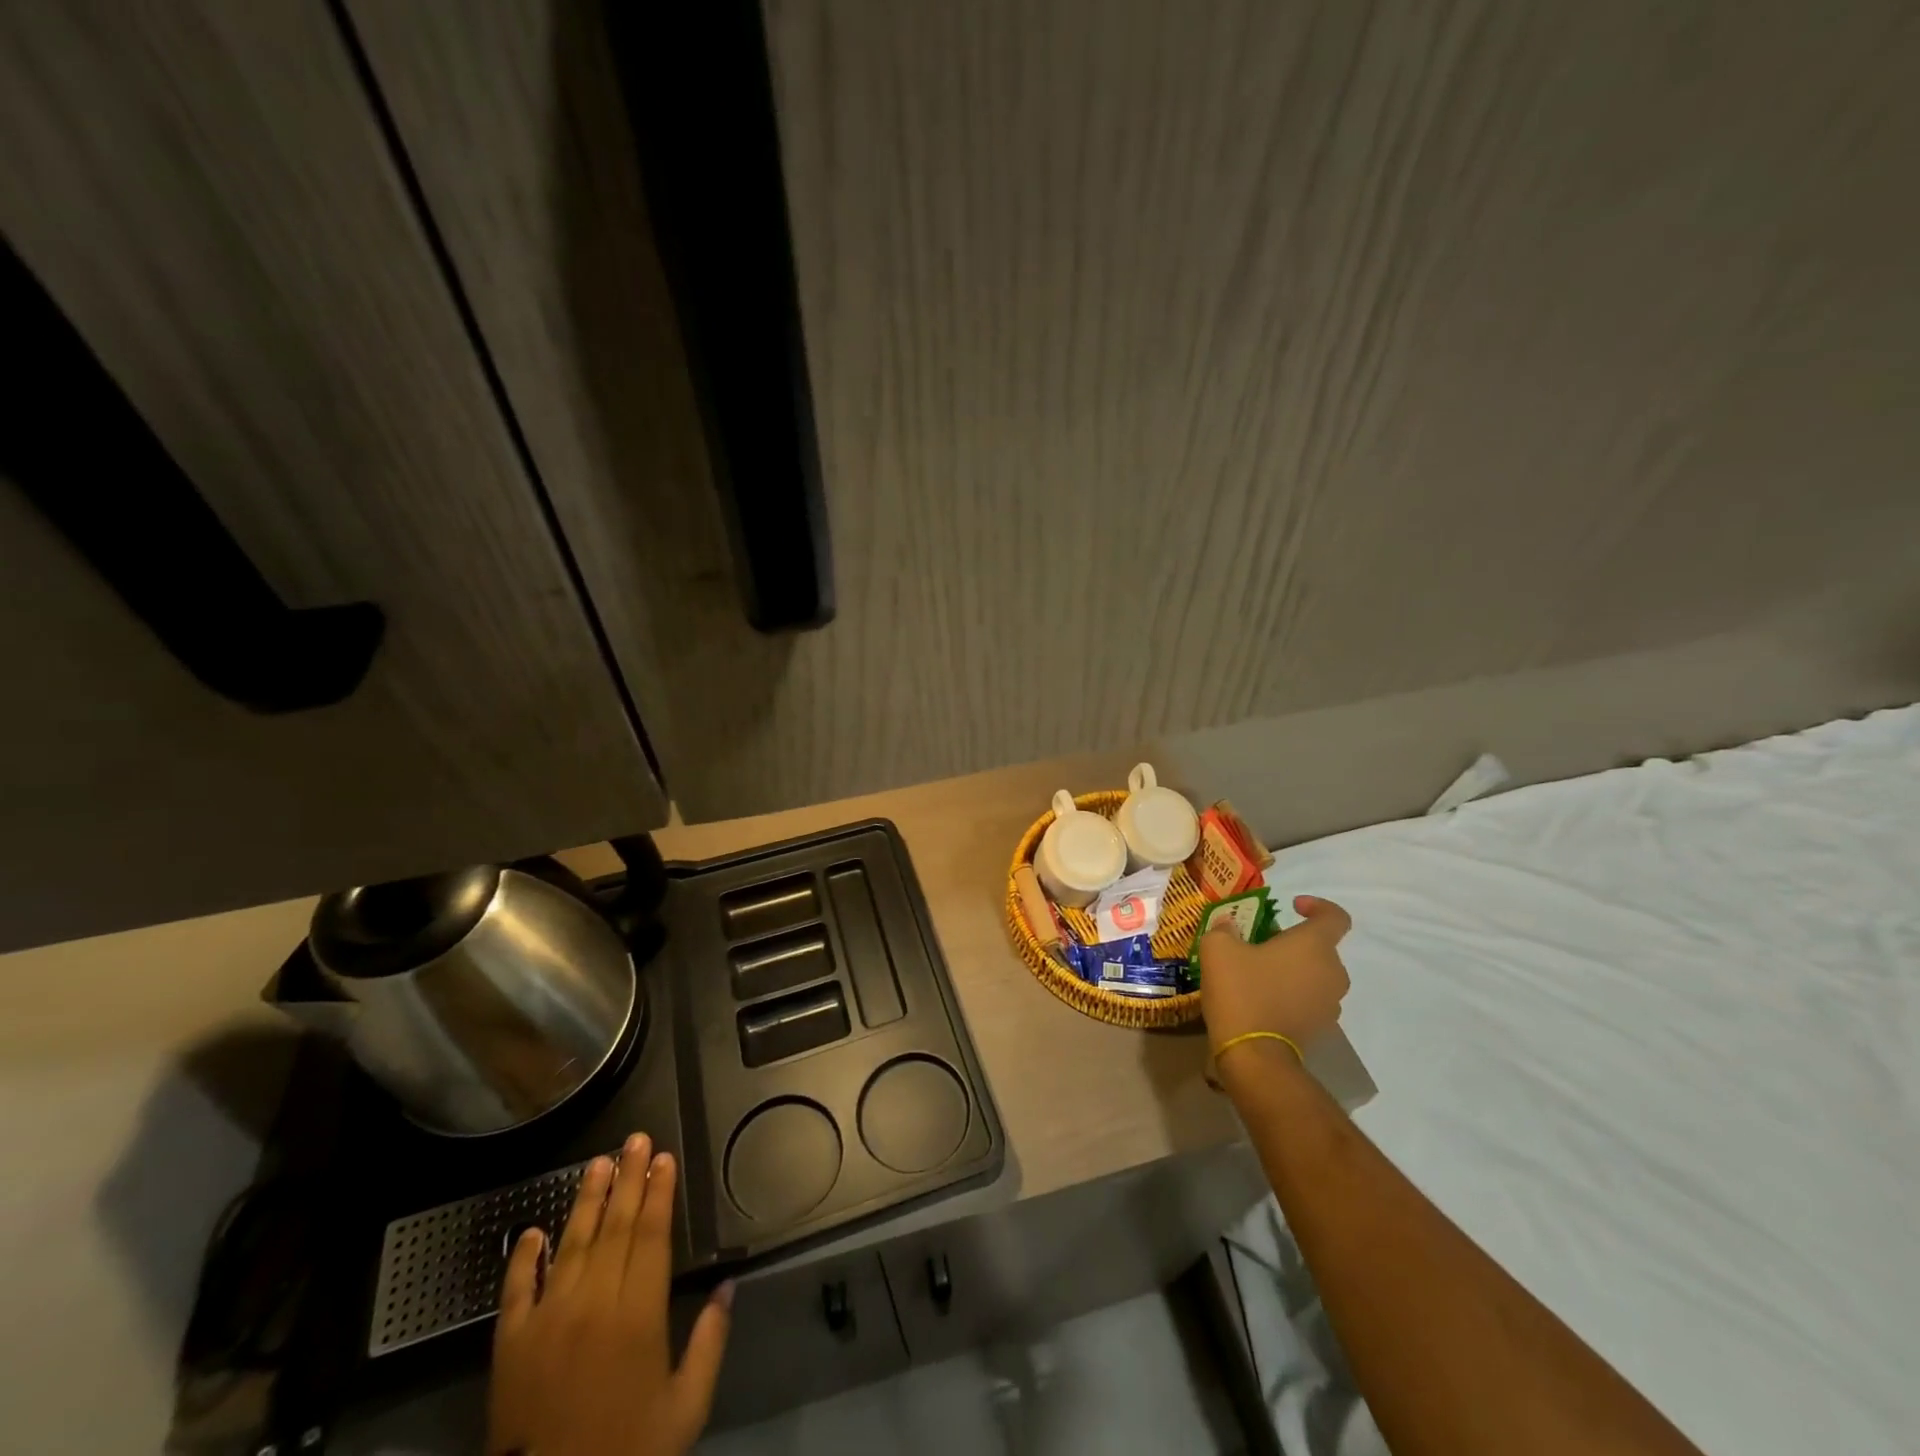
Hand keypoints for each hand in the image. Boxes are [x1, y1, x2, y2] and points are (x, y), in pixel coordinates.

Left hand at [487, 1134, 732, 1455]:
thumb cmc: (628, 1450)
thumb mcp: (686, 1407)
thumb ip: (710, 1341)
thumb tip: (727, 1285)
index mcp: (638, 1314)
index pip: (651, 1236)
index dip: (659, 1193)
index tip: (664, 1158)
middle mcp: (593, 1303)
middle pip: (614, 1227)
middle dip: (628, 1179)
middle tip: (636, 1139)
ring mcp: (547, 1320)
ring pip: (571, 1244)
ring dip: (586, 1200)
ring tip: (598, 1162)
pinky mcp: (510, 1344)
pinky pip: (517, 1289)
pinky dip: (523, 1257)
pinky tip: (533, 1230)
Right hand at [1200, 894, 1351, 1068]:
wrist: (1253, 1054)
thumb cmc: (1241, 990)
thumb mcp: (1218, 948)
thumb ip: (1224, 928)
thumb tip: (1229, 925)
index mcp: (1315, 946)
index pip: (1335, 917)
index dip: (1317, 906)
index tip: (1291, 907)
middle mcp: (1332, 972)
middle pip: (1321, 947)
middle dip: (1294, 941)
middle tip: (1261, 942)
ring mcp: (1329, 1004)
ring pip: (1315, 974)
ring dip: (1293, 968)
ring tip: (1258, 972)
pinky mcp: (1319, 1028)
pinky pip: (1309, 999)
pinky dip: (1291, 993)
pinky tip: (1261, 998)